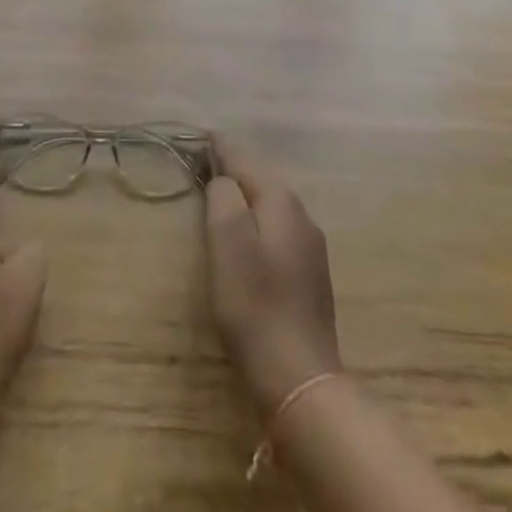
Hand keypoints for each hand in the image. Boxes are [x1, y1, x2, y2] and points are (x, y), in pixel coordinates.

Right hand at [203, 138, 342, 416]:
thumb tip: (223, 179)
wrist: (299, 377)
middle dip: (232, 170)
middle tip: (202, 164)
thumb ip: (223, 195)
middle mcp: (301, 214)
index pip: (243, 159)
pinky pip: (277, 231)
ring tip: (219, 196)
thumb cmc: (254, 303)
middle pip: (259, 180)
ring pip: (270, 206)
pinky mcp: (310, 275)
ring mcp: (310, 246)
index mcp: (281, 200)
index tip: (200, 134)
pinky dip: (257, 222)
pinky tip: (246, 237)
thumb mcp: (226, 240)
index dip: (219, 147)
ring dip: (245, 198)